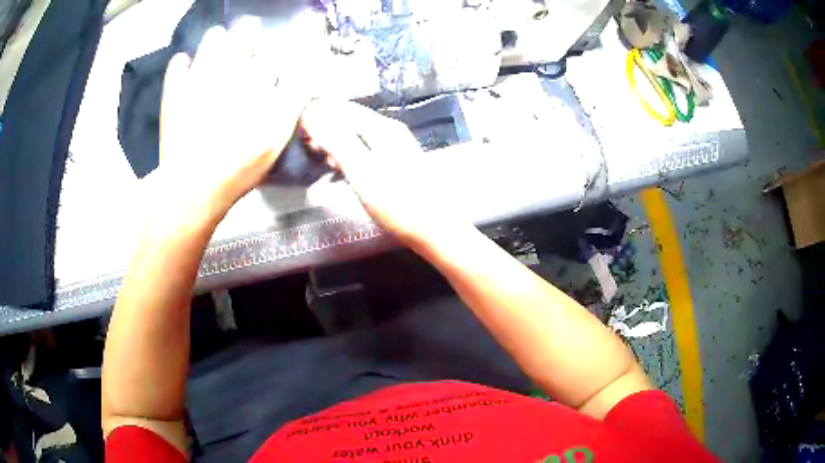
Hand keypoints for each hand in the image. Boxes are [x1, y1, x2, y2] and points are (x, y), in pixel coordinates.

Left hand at [151, 22, 307, 229]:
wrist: (193, 187)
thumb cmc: (240, 165)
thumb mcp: (277, 137)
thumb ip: (291, 100)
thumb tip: (302, 73)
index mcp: (256, 82)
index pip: (271, 54)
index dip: (274, 50)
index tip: (273, 51)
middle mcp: (229, 72)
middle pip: (242, 38)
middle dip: (248, 32)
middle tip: (248, 28)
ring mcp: (199, 80)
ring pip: (211, 43)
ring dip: (216, 38)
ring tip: (218, 37)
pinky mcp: (175, 95)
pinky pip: (177, 68)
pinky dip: (180, 64)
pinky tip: (183, 62)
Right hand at [300, 99, 457, 246]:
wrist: (433, 229)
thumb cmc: (396, 202)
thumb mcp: (361, 169)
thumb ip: (335, 139)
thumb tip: (310, 112)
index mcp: (382, 127)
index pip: (342, 107)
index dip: (317, 114)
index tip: (296, 130)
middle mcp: (390, 130)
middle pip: (350, 119)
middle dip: (324, 127)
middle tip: (304, 145)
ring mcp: (395, 146)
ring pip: (356, 134)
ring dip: (334, 141)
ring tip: (316, 156)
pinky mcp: (395, 163)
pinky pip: (364, 148)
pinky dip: (347, 154)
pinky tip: (338, 167)